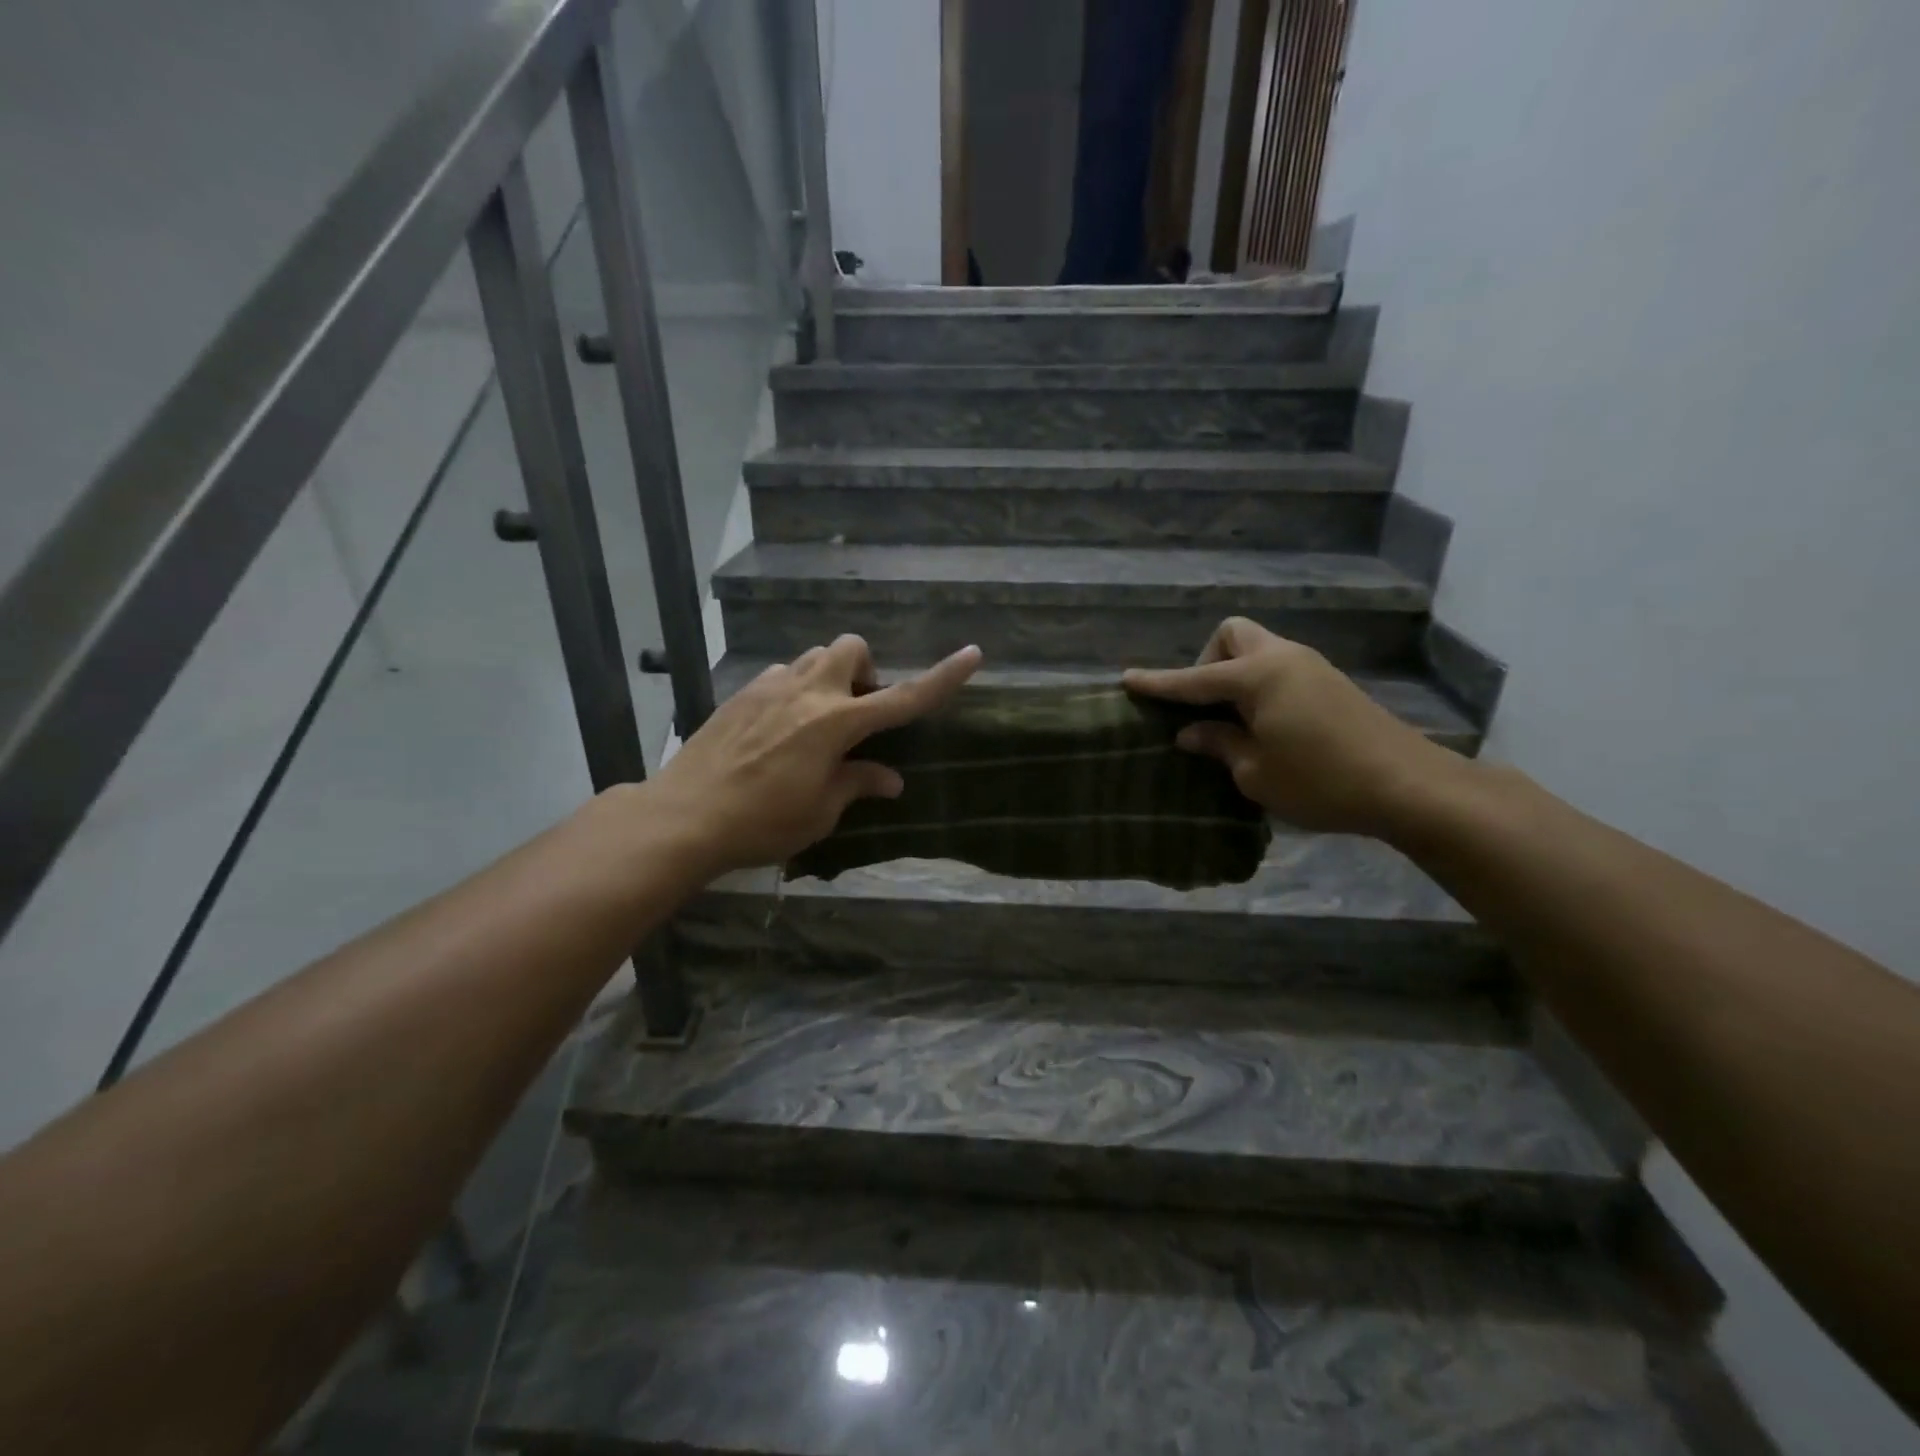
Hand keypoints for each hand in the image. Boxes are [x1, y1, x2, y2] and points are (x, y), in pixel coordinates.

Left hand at [648, 636, 981, 876]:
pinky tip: (781, 726)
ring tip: (820, 721)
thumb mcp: (819, 812)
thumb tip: (890, 779)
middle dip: (866, 671)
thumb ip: (857, 784)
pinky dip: (796, 688)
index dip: (943, 678)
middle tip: (858, 713)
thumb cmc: (761, 823)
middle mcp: (807, 693)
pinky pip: (782, 673)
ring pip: (815, 656)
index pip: (902, 698)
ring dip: (831, 677)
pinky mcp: (742, 693)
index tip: (973, 654)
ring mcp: (770, 687)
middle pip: (852, 648)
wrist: (683, 816)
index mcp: (836, 724)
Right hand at [1123, 618, 1466, 836]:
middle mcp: (1283, 658)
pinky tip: (1263, 725)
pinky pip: (1279, 669)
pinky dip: (1259, 686)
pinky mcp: (1331, 683)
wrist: (1408, 786)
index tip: (1127, 680)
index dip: (1158, 683)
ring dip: (1235, 674)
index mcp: (1258, 676)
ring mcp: (1311, 667)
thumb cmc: (1320, 780)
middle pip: (1233, 636)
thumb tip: (1191, 731)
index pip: (1194, 678)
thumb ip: (1219, 744)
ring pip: (1259, 650)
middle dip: (1208, 660)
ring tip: (1231, 721)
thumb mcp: (1256, 771)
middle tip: (1205, 704)